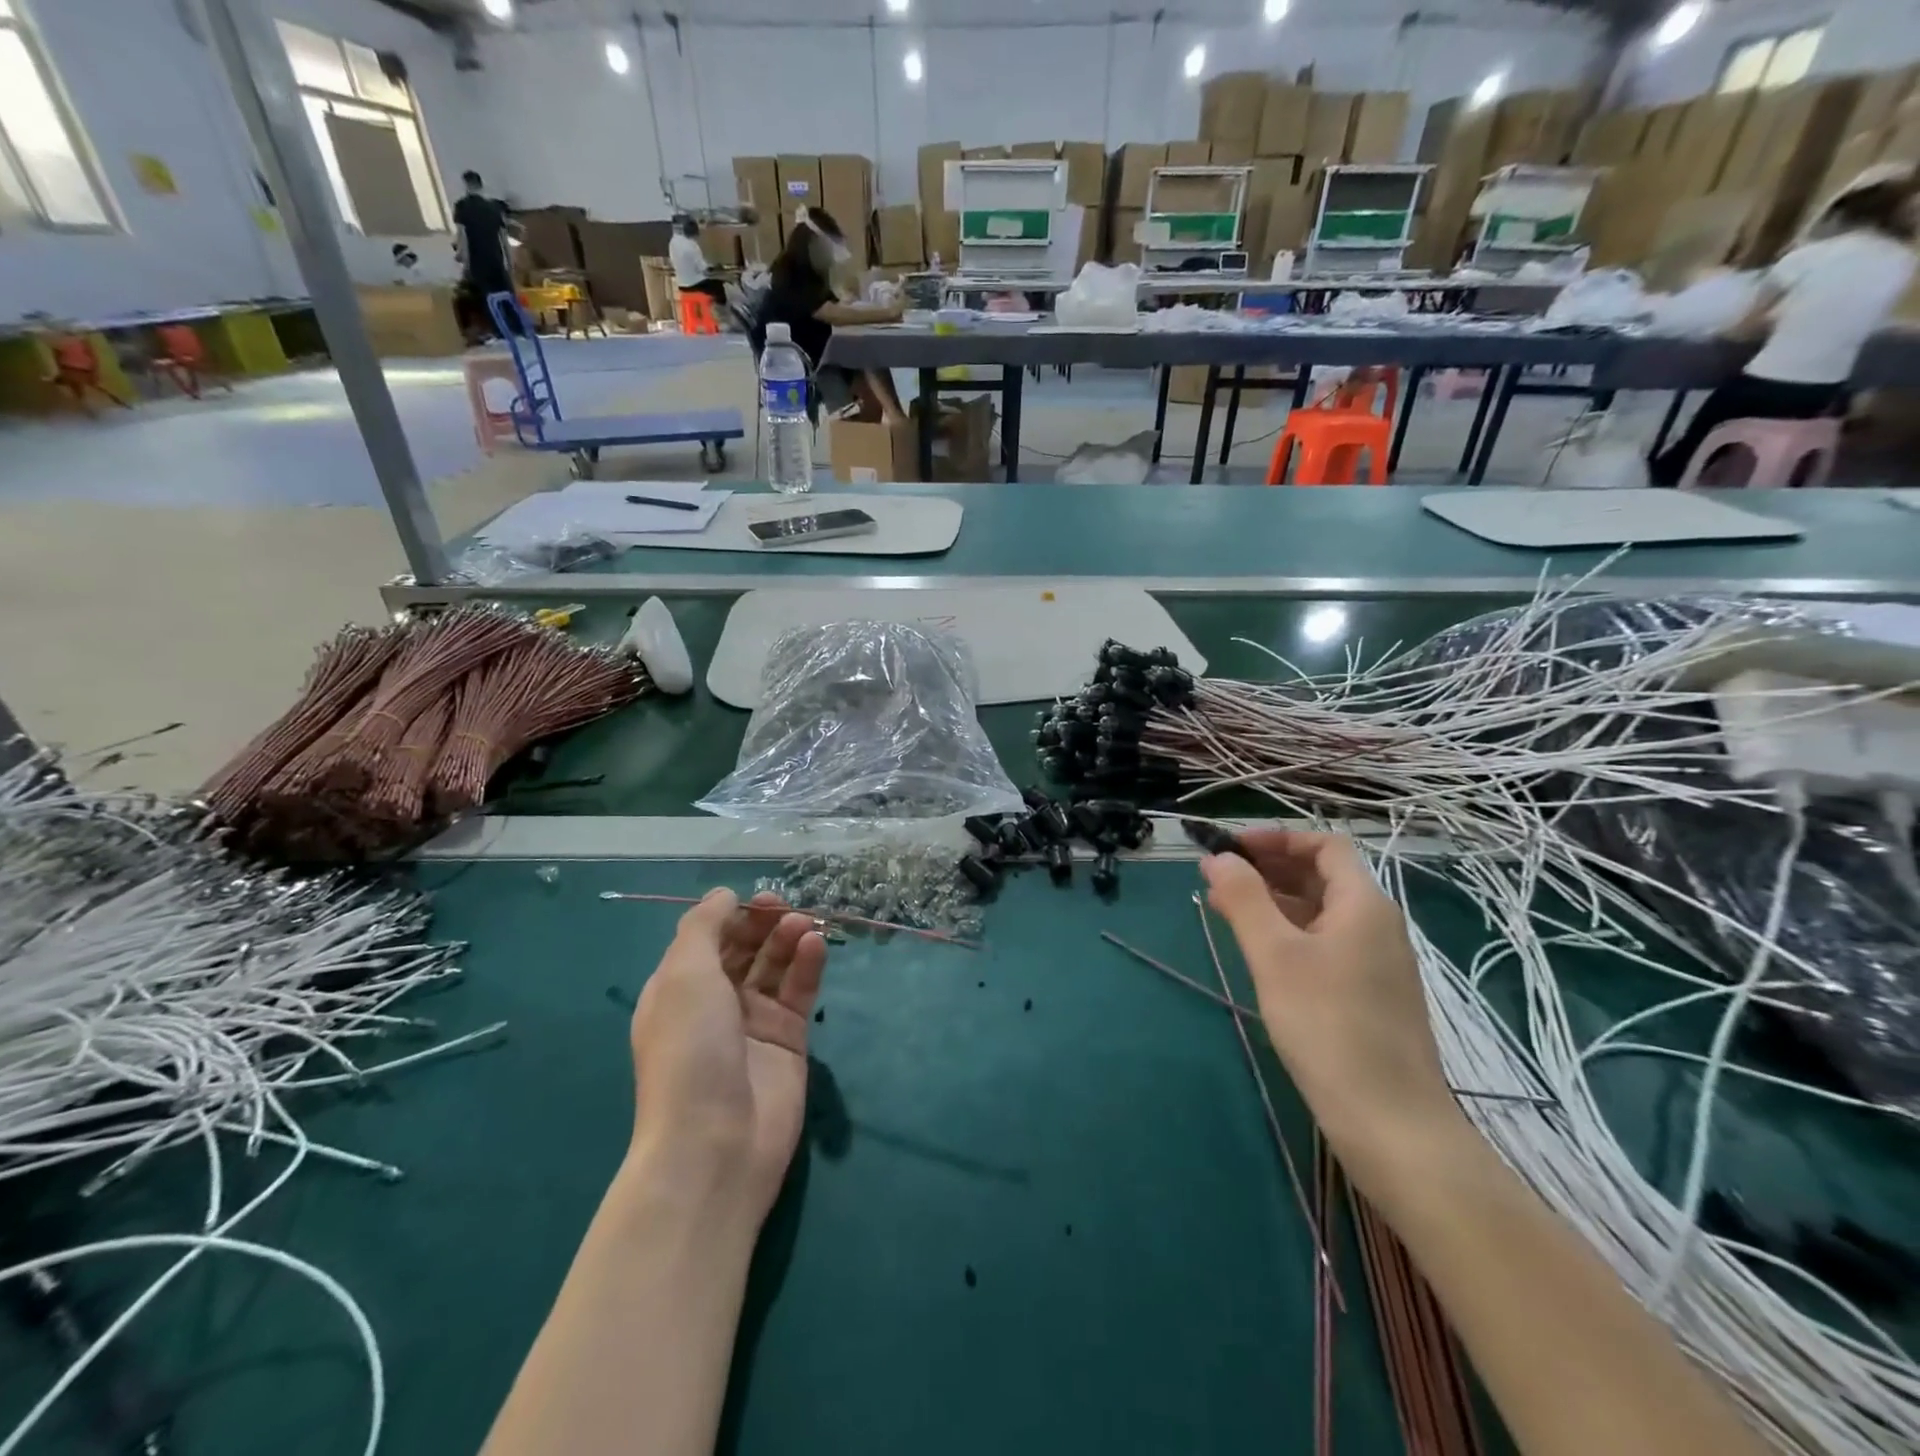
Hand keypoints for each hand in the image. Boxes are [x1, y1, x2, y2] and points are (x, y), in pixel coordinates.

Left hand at [629, 889, 826, 1222]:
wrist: (715, 1143)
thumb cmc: (690, 1050)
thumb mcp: (683, 976)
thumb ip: (703, 927)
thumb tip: (724, 895)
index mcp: (678, 990)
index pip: (707, 940)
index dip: (731, 916)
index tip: (756, 900)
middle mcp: (714, 1003)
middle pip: (743, 950)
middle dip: (763, 924)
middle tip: (785, 909)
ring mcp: (752, 1023)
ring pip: (775, 967)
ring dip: (788, 940)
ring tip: (805, 925)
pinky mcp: (788, 1040)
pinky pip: (799, 992)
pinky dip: (807, 965)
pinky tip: (816, 945)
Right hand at [1200, 831, 1463, 1187]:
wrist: (1391, 1124)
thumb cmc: (1328, 1026)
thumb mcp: (1275, 956)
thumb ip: (1244, 899)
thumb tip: (1218, 858)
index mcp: (1364, 905)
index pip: (1324, 846)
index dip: (1277, 838)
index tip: (1230, 849)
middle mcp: (1377, 925)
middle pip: (1322, 877)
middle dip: (1268, 869)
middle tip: (1218, 879)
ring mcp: (1377, 963)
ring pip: (1320, 912)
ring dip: (1274, 902)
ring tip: (1225, 910)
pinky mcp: (1369, 995)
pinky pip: (1325, 944)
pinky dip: (1289, 934)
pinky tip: (1259, 953)